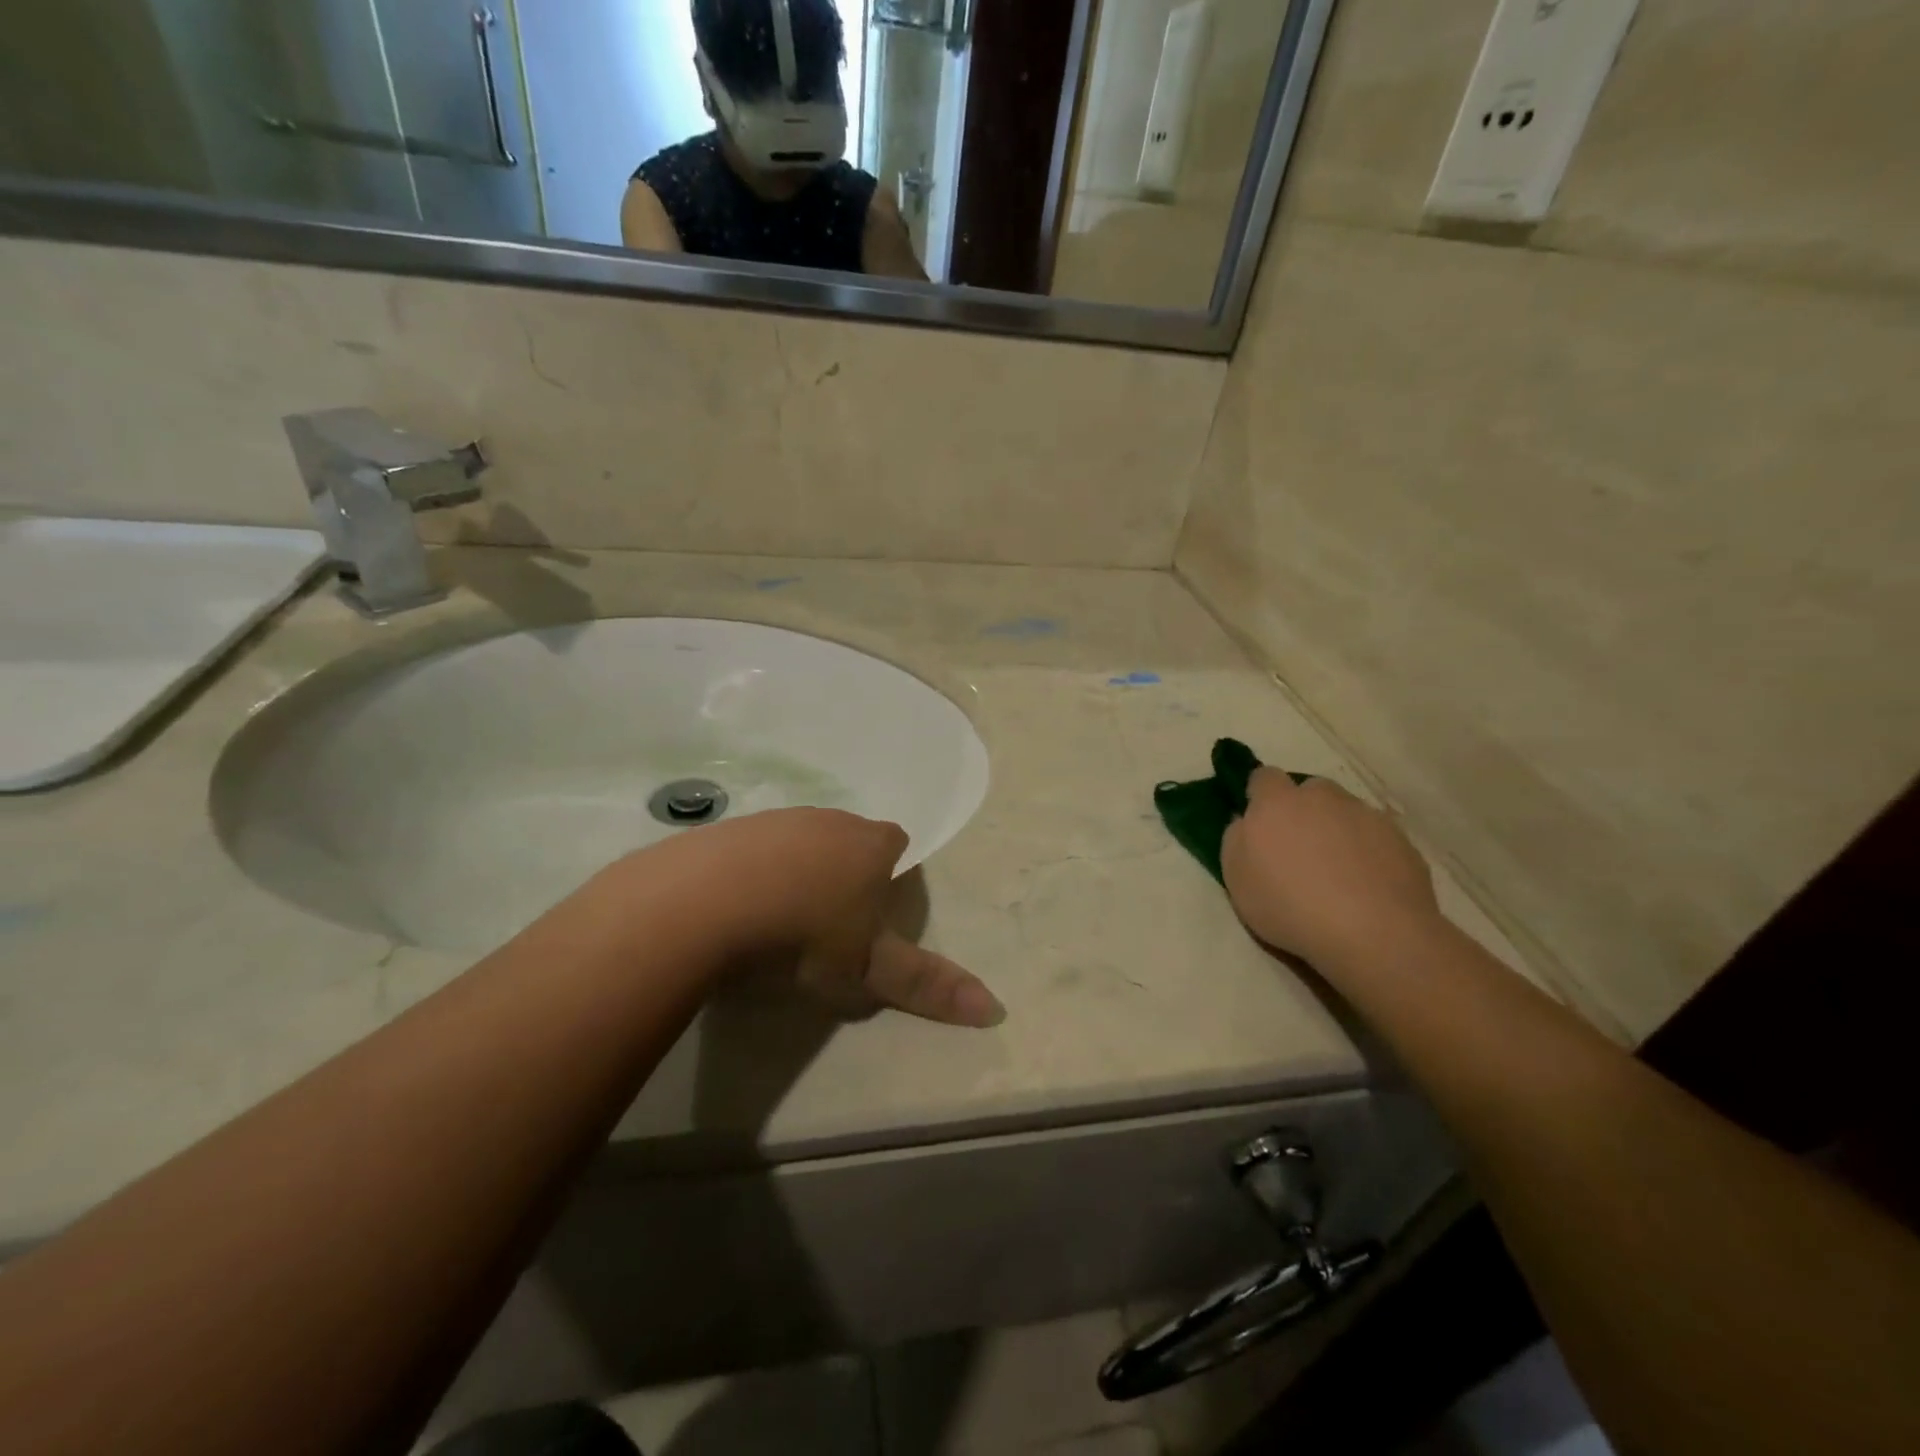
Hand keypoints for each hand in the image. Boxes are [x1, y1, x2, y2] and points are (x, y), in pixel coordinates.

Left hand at [665, 808, 1005, 1028]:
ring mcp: (777, 819)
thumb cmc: (805, 935)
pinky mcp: (729, 830)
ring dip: (797, 871)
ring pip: (800, 841)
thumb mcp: (868, 969)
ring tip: (780, 920)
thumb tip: (996, 1009)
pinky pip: (752, 849)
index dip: (890, 873)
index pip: (896, 843)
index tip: (873, 912)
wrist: (706, 904)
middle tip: (829, 923)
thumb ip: (927, 985)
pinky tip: (736, 908)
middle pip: (848, 839)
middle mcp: (828, 820)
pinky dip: (752, 873)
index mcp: (869, 843)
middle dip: (844, 870)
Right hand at [1220, 770, 1440, 968]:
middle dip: (1303, 810)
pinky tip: (1367, 888)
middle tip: (1298, 849)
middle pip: (1310, 790)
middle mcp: (1323, 798)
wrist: (1373, 933)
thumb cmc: (1289, 905)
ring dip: (1337, 830)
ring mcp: (1367, 816)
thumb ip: (1236, 839)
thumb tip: (1246, 821)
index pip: (1263, 777)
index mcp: (1277, 803)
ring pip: (1346, 812)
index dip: (1260, 795)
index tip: (1259, 822)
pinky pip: (1376, 838)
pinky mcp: (1402, 841)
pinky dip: (1368, 853)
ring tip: (1337, 873)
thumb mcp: (1236, 878)